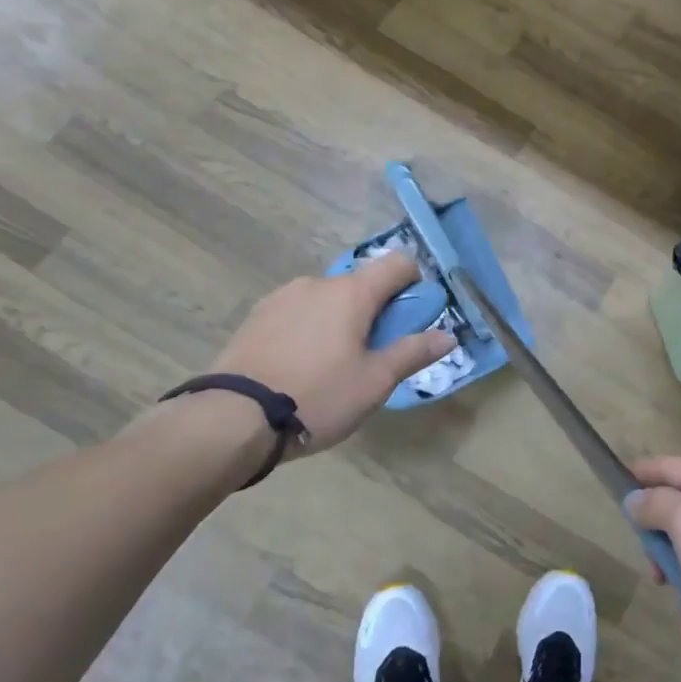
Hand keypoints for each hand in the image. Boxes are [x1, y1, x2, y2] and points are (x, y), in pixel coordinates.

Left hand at [207, 252, 455, 455]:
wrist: (231, 418)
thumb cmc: (317, 396)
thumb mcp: (374, 382)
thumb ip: (412, 353)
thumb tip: (448, 336)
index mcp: (352, 292)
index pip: (398, 263)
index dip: (415, 283)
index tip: (413, 318)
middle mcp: (318, 283)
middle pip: (361, 284)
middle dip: (376, 310)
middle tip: (373, 354)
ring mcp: (282, 297)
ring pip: (328, 299)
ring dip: (341, 319)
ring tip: (331, 366)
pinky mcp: (256, 316)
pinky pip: (298, 312)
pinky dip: (310, 328)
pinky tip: (300, 366)